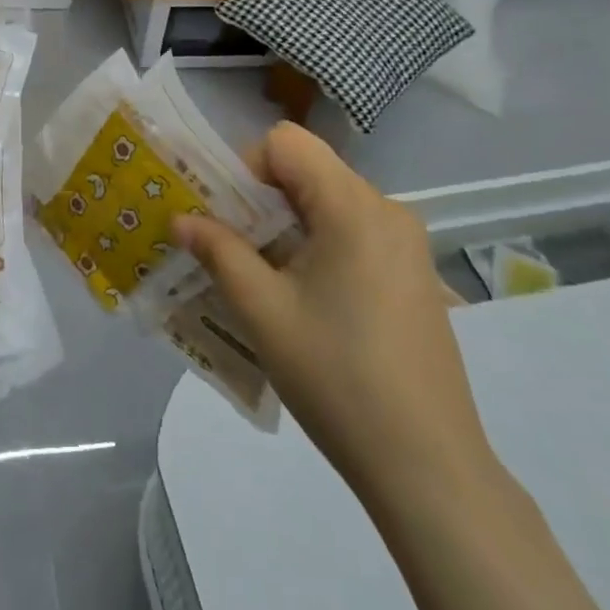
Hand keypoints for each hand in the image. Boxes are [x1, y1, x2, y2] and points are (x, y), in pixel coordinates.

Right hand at [173, 124, 496, 504]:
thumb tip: (181, 218)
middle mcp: (387, 210)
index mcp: (354, 206)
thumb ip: (218, 251)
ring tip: (261, 280)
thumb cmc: (337, 377)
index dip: (246, 167)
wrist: (429, 466)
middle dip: (259, 200)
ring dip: (286, 227)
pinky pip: (353, 235)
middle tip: (230, 249)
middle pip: (308, 171)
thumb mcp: (262, 310)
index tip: (226, 216)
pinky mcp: (414, 275)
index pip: (287, 143)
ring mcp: (407, 245)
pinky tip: (305, 303)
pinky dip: (316, 248)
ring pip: (328, 204)